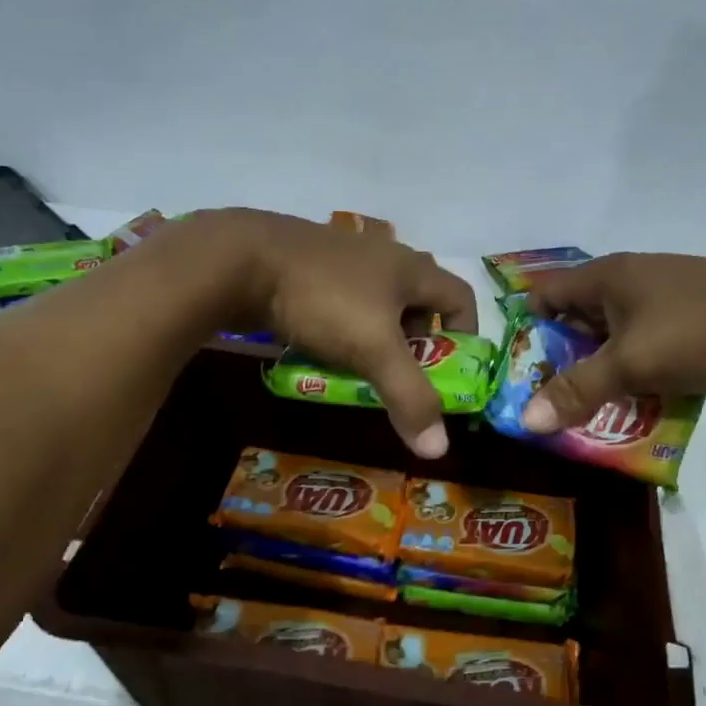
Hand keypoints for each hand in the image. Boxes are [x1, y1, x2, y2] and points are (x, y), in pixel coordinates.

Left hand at [195, 209, 478, 457]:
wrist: (240, 260)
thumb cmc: (324, 300)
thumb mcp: (374, 351)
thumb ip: (409, 397)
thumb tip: (439, 449)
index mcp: (410, 268)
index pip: (460, 297)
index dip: (465, 334)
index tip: (452, 368)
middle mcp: (382, 255)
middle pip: (418, 301)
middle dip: (416, 342)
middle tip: (401, 374)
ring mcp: (341, 256)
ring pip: (375, 301)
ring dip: (376, 335)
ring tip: (360, 367)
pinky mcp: (306, 265)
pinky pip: (339, 299)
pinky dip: (341, 326)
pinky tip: (321, 347)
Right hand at [519, 253, 705, 432]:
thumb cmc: (700, 332)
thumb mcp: (631, 364)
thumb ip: (577, 392)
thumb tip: (525, 420)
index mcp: (608, 277)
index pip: (546, 293)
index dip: (526, 328)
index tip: (517, 370)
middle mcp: (631, 282)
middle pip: (577, 320)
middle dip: (561, 361)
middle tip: (546, 401)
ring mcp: (663, 303)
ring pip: (614, 340)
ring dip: (600, 374)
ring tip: (583, 413)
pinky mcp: (689, 324)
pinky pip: (646, 350)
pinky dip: (634, 376)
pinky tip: (631, 408)